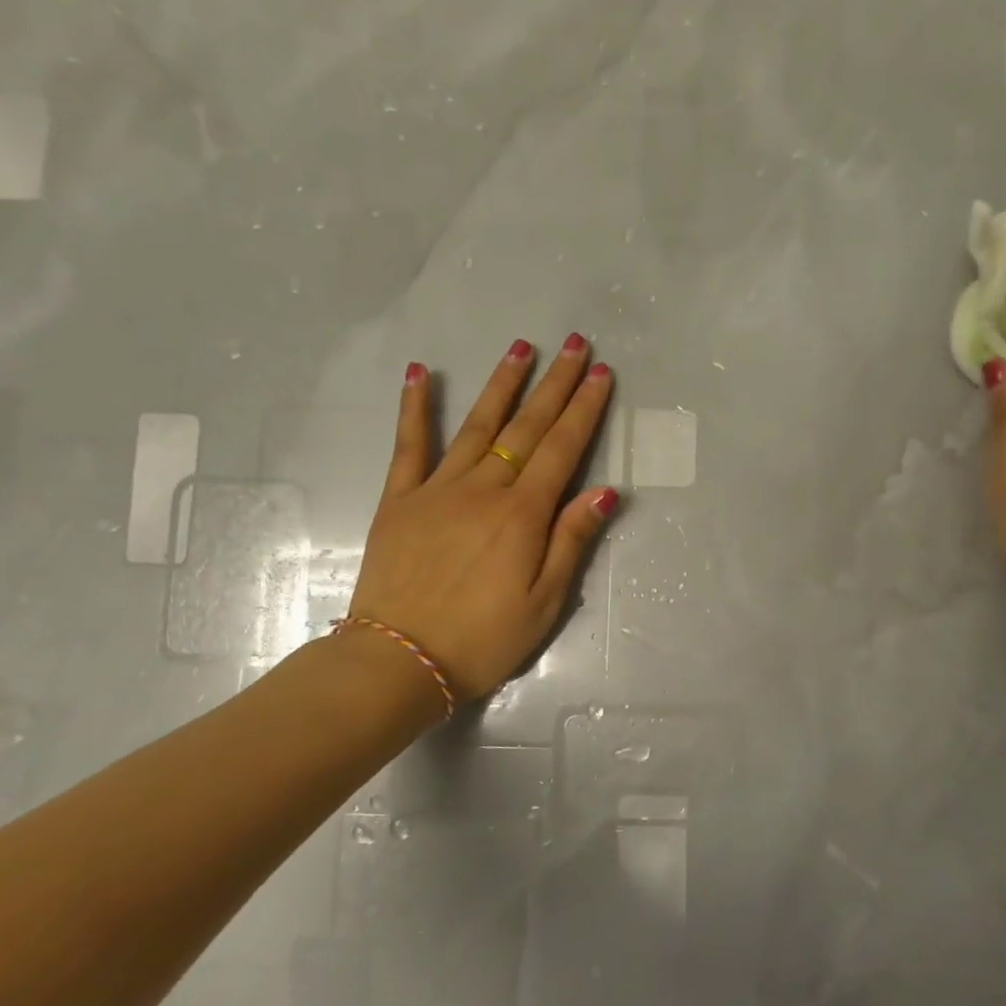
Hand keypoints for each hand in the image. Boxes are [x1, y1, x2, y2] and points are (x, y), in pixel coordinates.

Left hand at [346, 334, 618, 704]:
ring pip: (478, 426)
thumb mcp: (544, 602)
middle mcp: (484, 489)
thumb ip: (572, 541)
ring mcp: (438, 489)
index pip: (562, 449)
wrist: (399, 661)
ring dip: (502, 384)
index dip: (585, 409)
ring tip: (522, 348)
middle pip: (527, 427)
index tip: (601, 373)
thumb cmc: (482, 640)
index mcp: (523, 515)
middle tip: (576, 344)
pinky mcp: (400, 500)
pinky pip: (410, 446)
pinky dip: (416, 408)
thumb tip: (606, 491)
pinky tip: (422, 374)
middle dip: (555, 384)